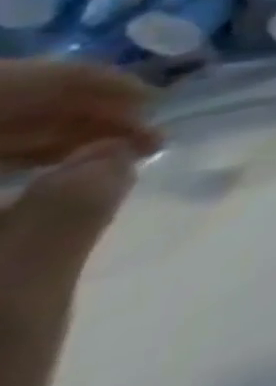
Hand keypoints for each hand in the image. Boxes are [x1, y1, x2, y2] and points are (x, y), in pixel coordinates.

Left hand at [0, 61, 157, 385]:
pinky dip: (1, 173)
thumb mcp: (13, 303)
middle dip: (60, 111)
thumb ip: (69, 210)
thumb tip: (111, 153)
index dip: (70, 82)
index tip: (151, 102)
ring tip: (110, 157)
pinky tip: (45, 188)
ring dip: (32, 140)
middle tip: (143, 132)